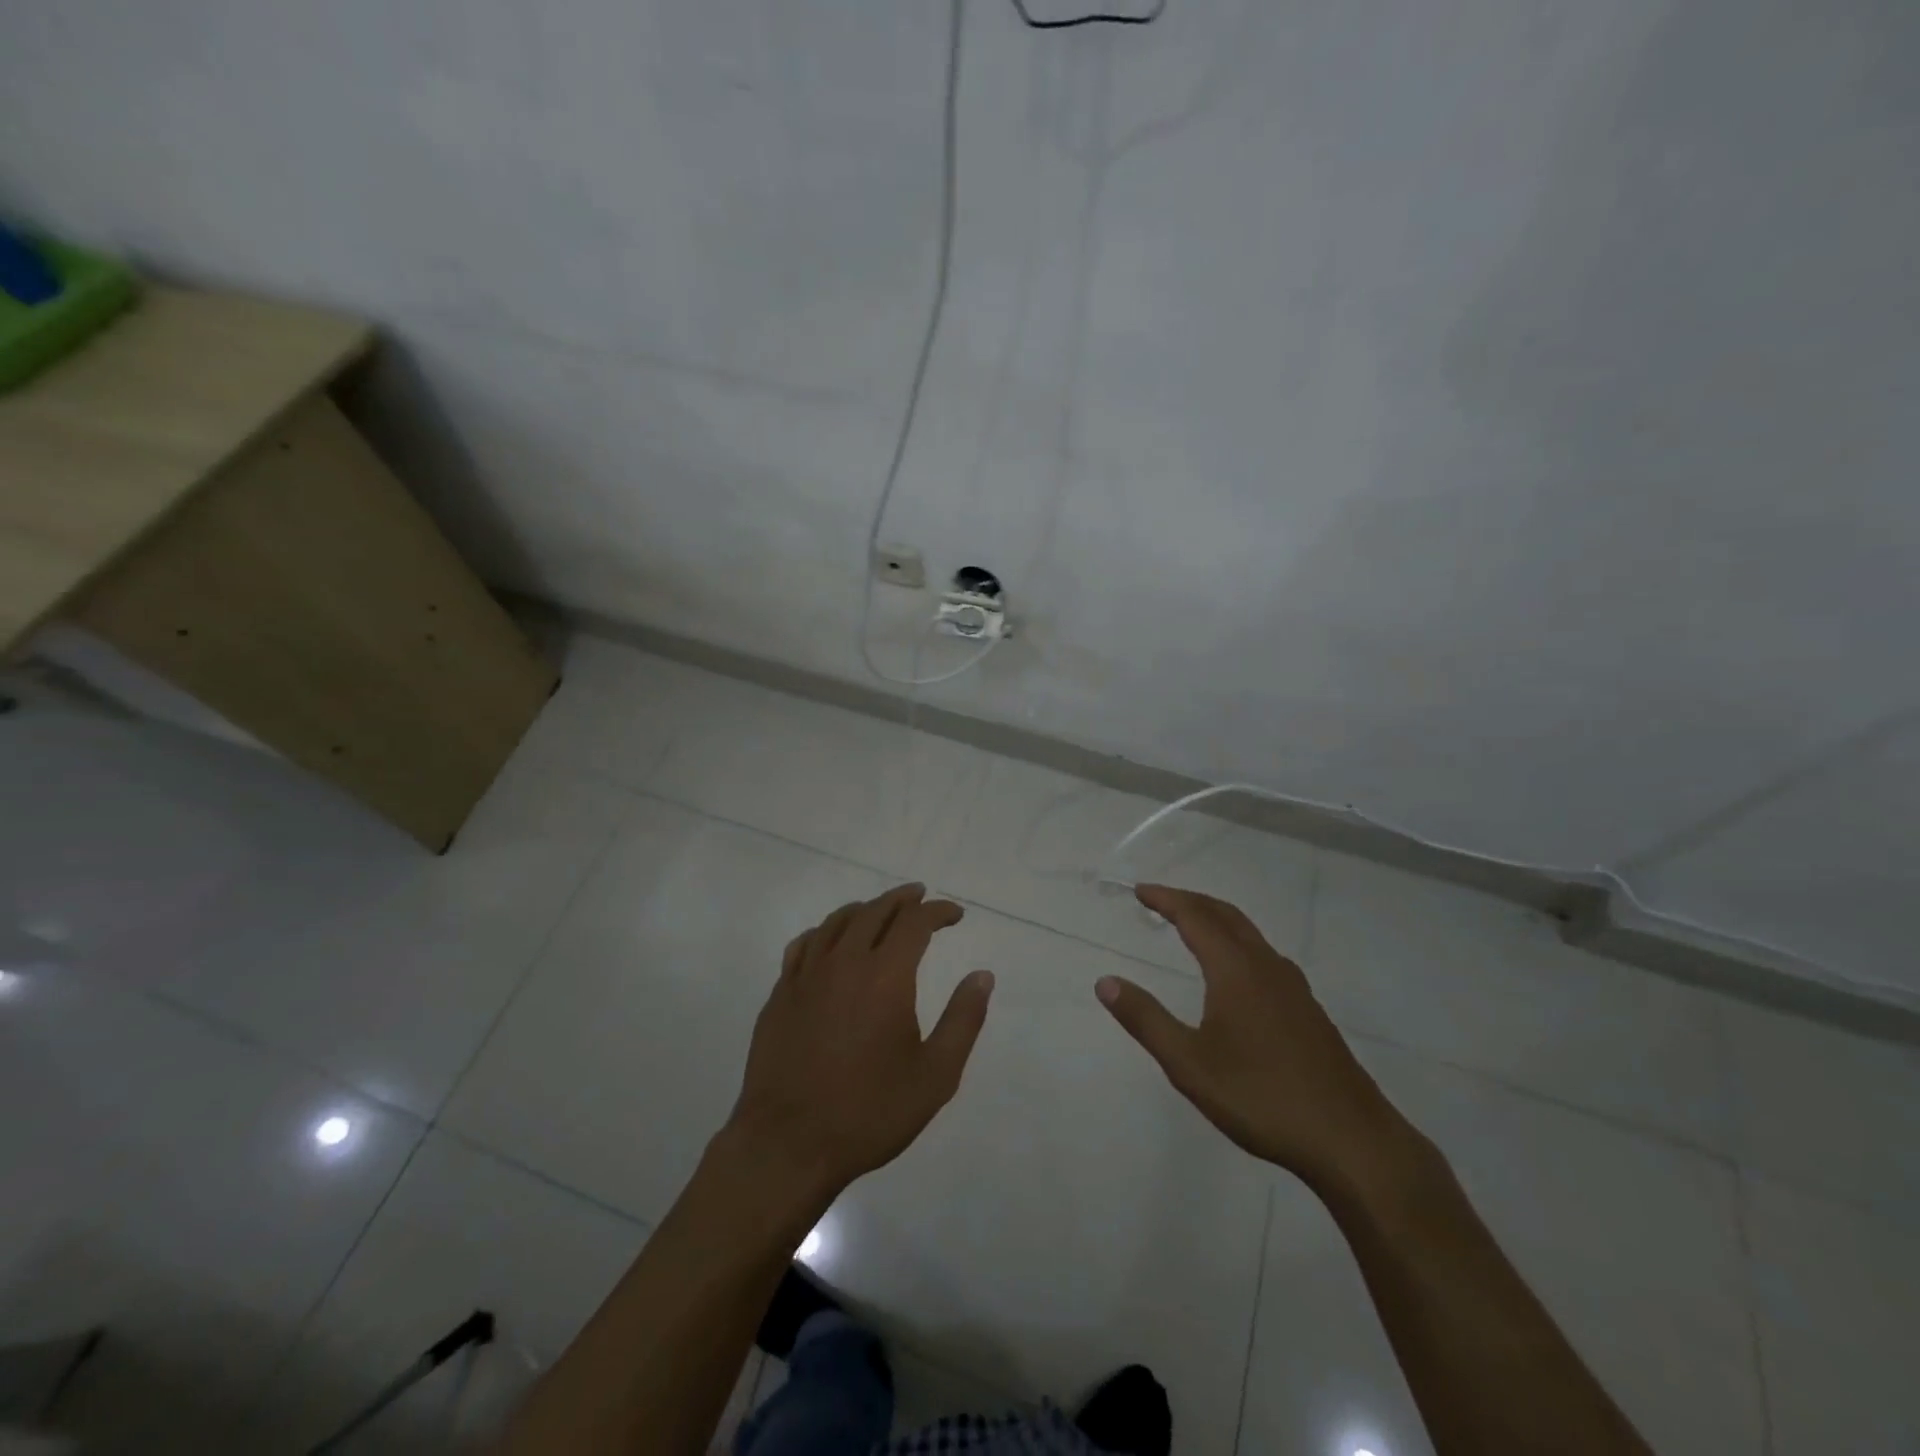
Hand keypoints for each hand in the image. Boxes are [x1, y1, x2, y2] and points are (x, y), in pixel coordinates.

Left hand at [725, 884, 993, 1200]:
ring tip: (881, 911)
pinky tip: (831, 941)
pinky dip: (826, 931)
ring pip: (837, 922)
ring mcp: (806, 975)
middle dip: (903, 900)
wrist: (788, 1145)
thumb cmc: (869, 1112)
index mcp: (885, 976)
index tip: (955, 915)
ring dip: (865, 909)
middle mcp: (844, 962)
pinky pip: (805, 944)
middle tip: (921, 898)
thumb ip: (963, 1020)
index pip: (915, 923)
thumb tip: (982, 976)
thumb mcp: (935, 1076)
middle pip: (875, 911)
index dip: (938, 912)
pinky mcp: (780, 994)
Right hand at [1096, 884, 1413, 1197]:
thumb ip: (1146, 1019)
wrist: (1351, 1140)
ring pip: (1250, 934)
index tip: (1139, 890)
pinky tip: (1236, 972)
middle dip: (1191, 900)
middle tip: (1160, 899)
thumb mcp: (1189, 1063)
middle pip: (1225, 915)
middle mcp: (1266, 967)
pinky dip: (1238, 942)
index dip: (1166, 899)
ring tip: (1192, 926)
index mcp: (1236, 970)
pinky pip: (1265, 955)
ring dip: (1217, 919)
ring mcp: (1293, 987)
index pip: (1195, 917)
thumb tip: (1105, 982)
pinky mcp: (1308, 1010)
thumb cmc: (1261, 1098)